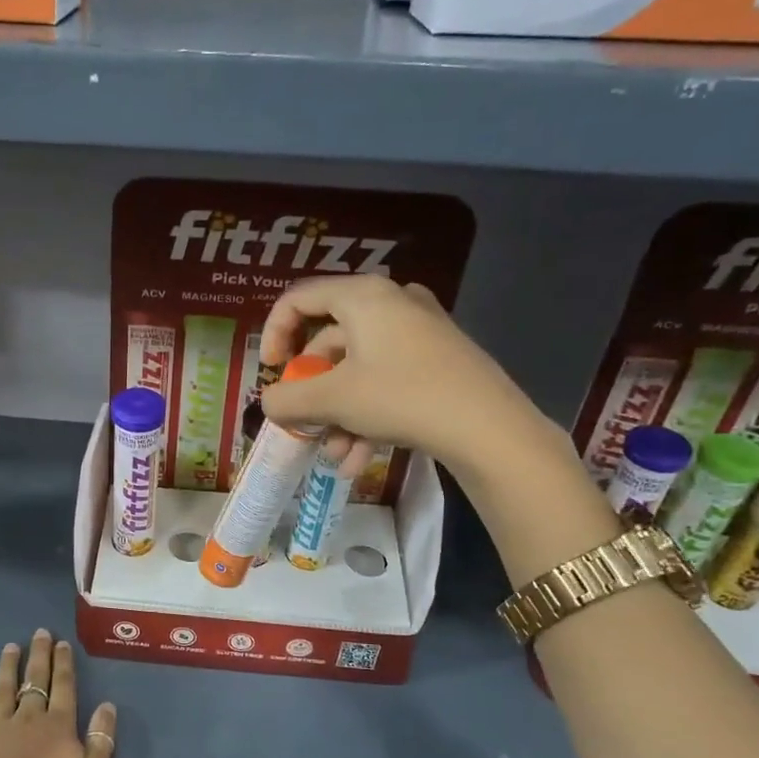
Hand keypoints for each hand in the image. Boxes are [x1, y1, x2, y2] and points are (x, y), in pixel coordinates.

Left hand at [0, 629, 116, 757]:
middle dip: (39, 655)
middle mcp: (29, 717)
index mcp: (59, 724)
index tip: (61, 643)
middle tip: (39, 633)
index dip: (63, 663)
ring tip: (10, 647)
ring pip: (4, 689)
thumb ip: (101, 738)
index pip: (63, 685)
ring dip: (8, 666)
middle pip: (35, 680)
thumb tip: (107, 705)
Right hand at [258, 274, 556, 485]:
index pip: (298, 299)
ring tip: (337, 456)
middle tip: (304, 424)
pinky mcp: (438, 360)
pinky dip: (368, 416)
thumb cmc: (401, 397)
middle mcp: (391, 303)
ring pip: (358, 370)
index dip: (273, 334)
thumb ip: (287, 399)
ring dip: (339, 415)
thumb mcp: (332, 400)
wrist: (489, 428)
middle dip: (312, 392)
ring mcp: (419, 331)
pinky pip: (386, 381)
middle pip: (329, 342)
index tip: (269, 371)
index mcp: (363, 297)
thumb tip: (269, 403)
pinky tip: (360, 460)